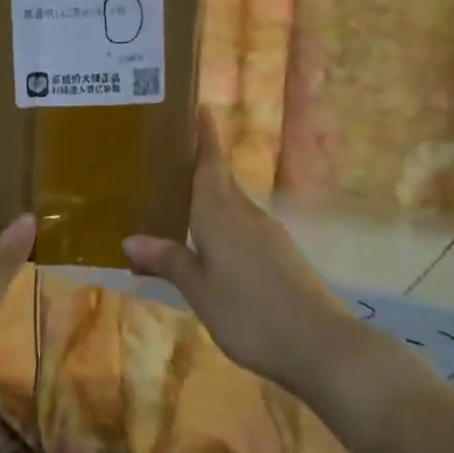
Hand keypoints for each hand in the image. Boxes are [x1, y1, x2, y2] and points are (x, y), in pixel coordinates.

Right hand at [123, 109, 354, 394]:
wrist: (323, 346)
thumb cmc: (252, 313)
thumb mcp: (200, 291)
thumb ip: (169, 261)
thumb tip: (130, 239)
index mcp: (222, 214)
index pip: (210, 162)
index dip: (203, 134)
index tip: (196, 106)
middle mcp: (246, 214)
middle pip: (219, 180)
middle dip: (195, 166)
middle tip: (162, 160)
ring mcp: (267, 235)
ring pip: (230, 205)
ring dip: (205, 198)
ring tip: (174, 204)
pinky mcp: (280, 255)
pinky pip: (241, 227)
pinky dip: (220, 225)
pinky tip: (206, 246)